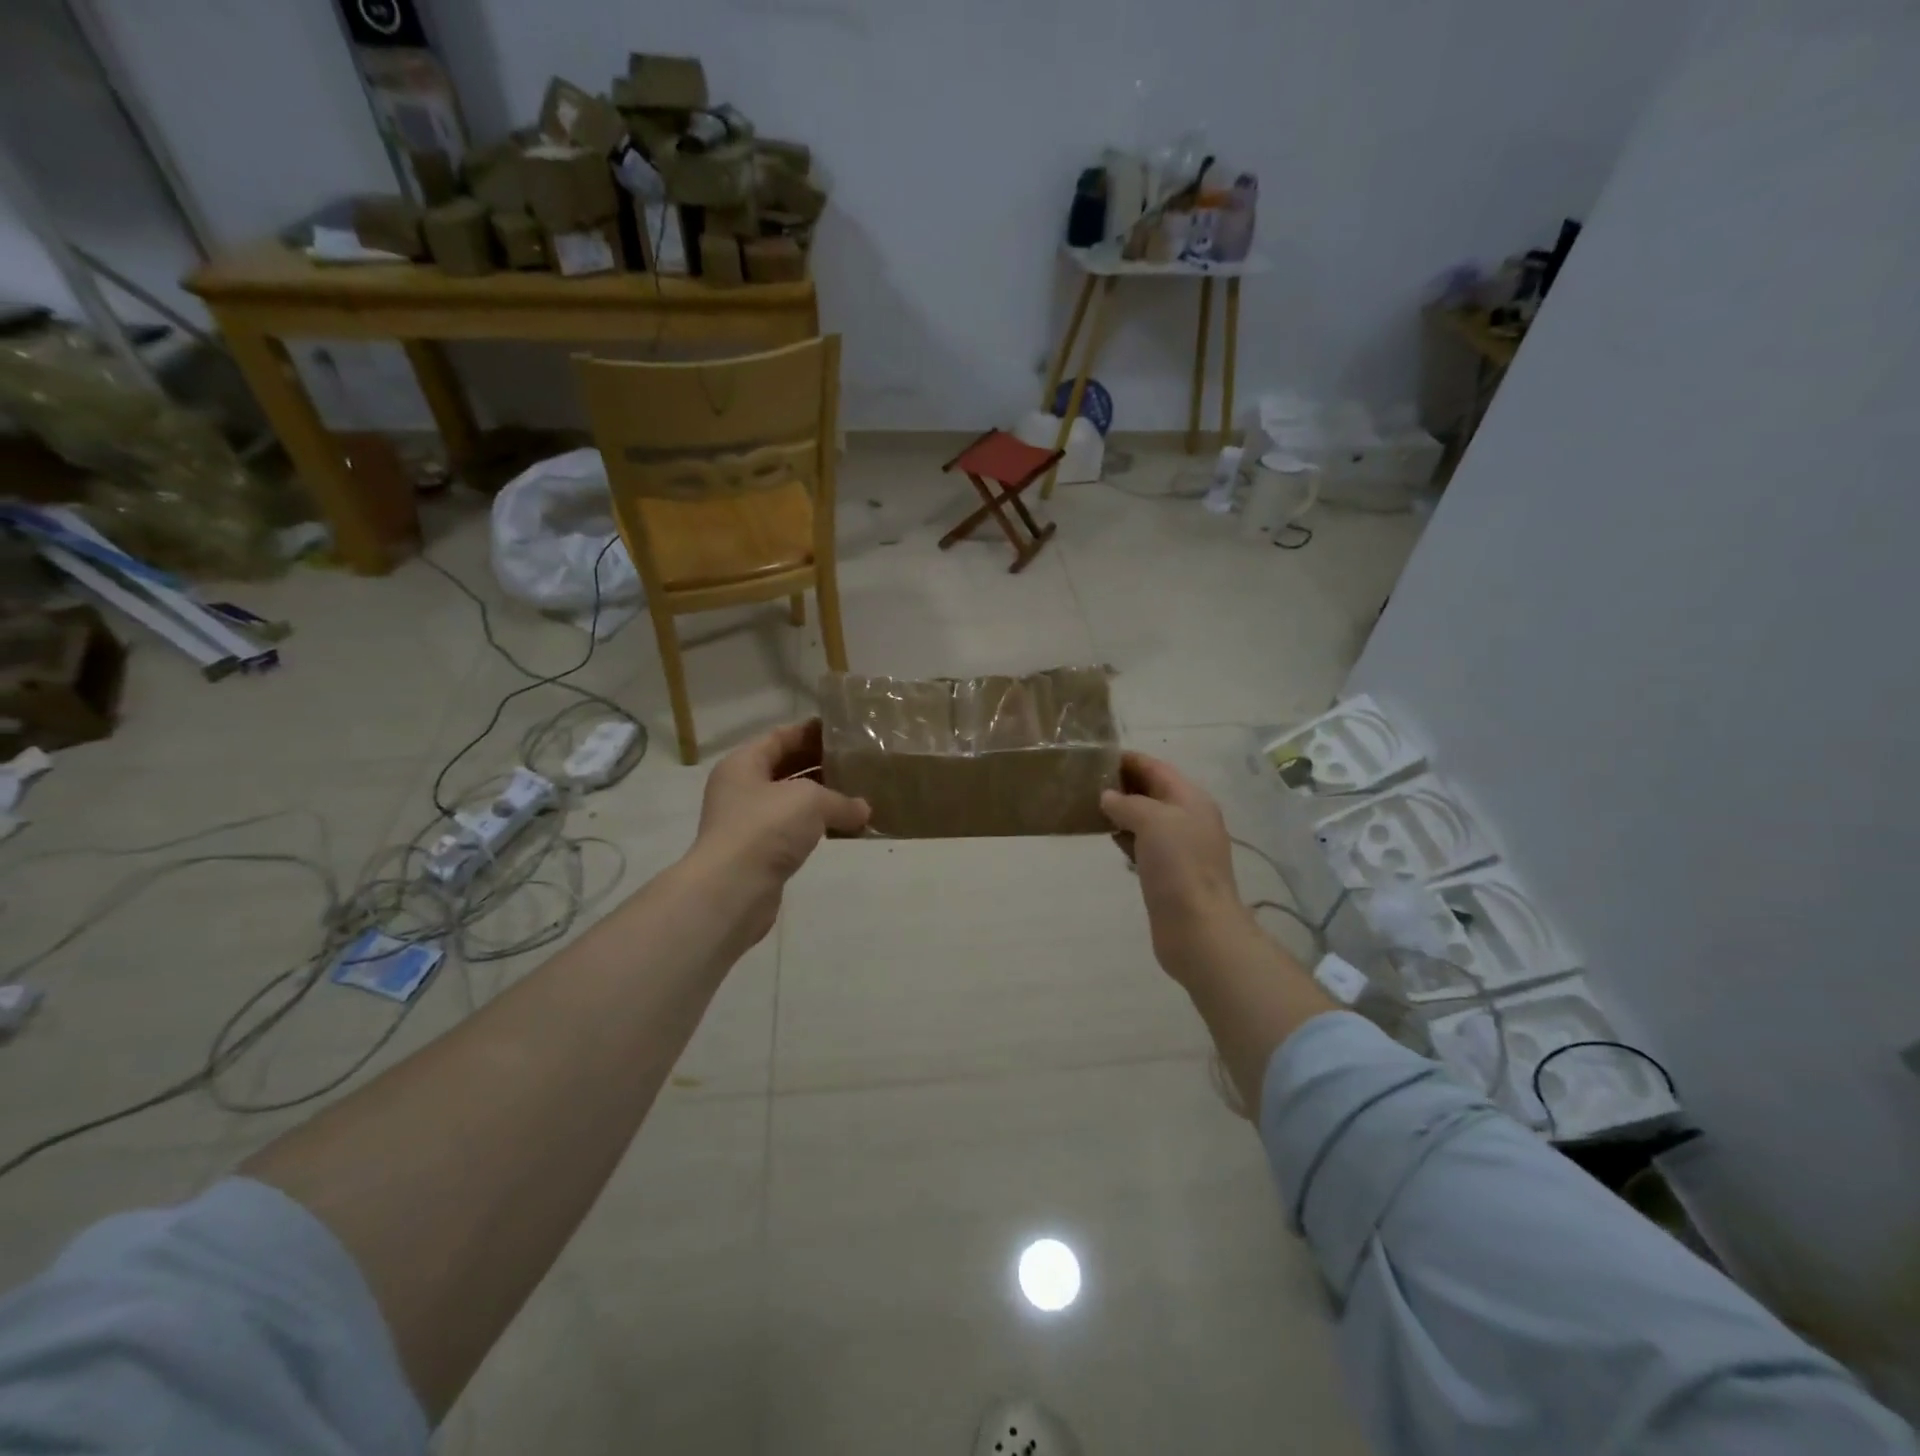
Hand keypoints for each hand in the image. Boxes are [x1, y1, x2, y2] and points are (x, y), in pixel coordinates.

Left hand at [688, 720, 869, 942]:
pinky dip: (815, 825)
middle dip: (819, 763)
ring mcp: (747, 822)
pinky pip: (792, 829)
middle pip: (785, 767)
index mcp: (744, 764)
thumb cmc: (766, 828)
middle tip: (856, 760)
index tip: (843, 729)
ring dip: (820, 797)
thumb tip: (864, 811)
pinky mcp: (759, 852)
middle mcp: (741, 788)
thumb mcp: (811, 801)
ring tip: (856, 792)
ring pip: (790, 800)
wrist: (732, 889)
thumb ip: (842, 800)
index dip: (811, 731)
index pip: (781, 736)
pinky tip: (842, 827)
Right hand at [1102, 752, 1256, 982]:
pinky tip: (1105, 836)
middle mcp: (1188, 818)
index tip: (1095, 755)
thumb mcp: (1153, 821)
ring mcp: (1179, 847)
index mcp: (1191, 799)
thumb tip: (1107, 798)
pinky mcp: (1167, 872)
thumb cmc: (1179, 867)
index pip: (1157, 768)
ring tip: (1087, 804)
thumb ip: (1128, 803)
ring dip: (1121, 810)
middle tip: (1084, 780)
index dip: (1129, 759)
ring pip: (1146, 818)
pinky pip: (1143, 843)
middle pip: (1152, 791)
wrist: (1198, 928)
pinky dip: (1125, 836)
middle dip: (1123, 783)